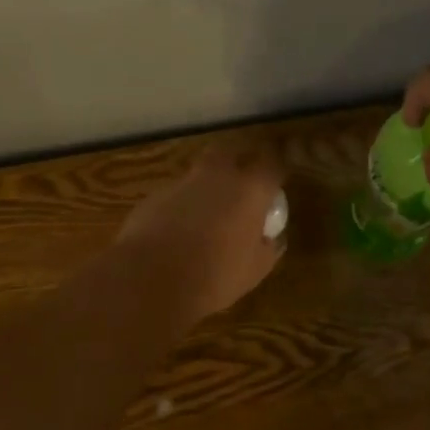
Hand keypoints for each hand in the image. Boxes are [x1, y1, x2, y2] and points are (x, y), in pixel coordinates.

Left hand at [118, 144, 286, 321]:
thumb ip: (267, 247)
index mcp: (249, 189)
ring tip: (209, 213)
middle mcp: (217, 176)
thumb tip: (270, 238)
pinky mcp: (155, 196)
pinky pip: (176, 194)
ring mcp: (182, 183)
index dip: (278, 167)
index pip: (273, 162)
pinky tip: (179, 231)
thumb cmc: (214, 276)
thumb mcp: (255, 270)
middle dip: (239, 159)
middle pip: (231, 150)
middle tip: (243, 180)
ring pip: (200, 172)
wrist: (150, 279)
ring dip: (208, 185)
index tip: (279, 176)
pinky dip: (182, 205)